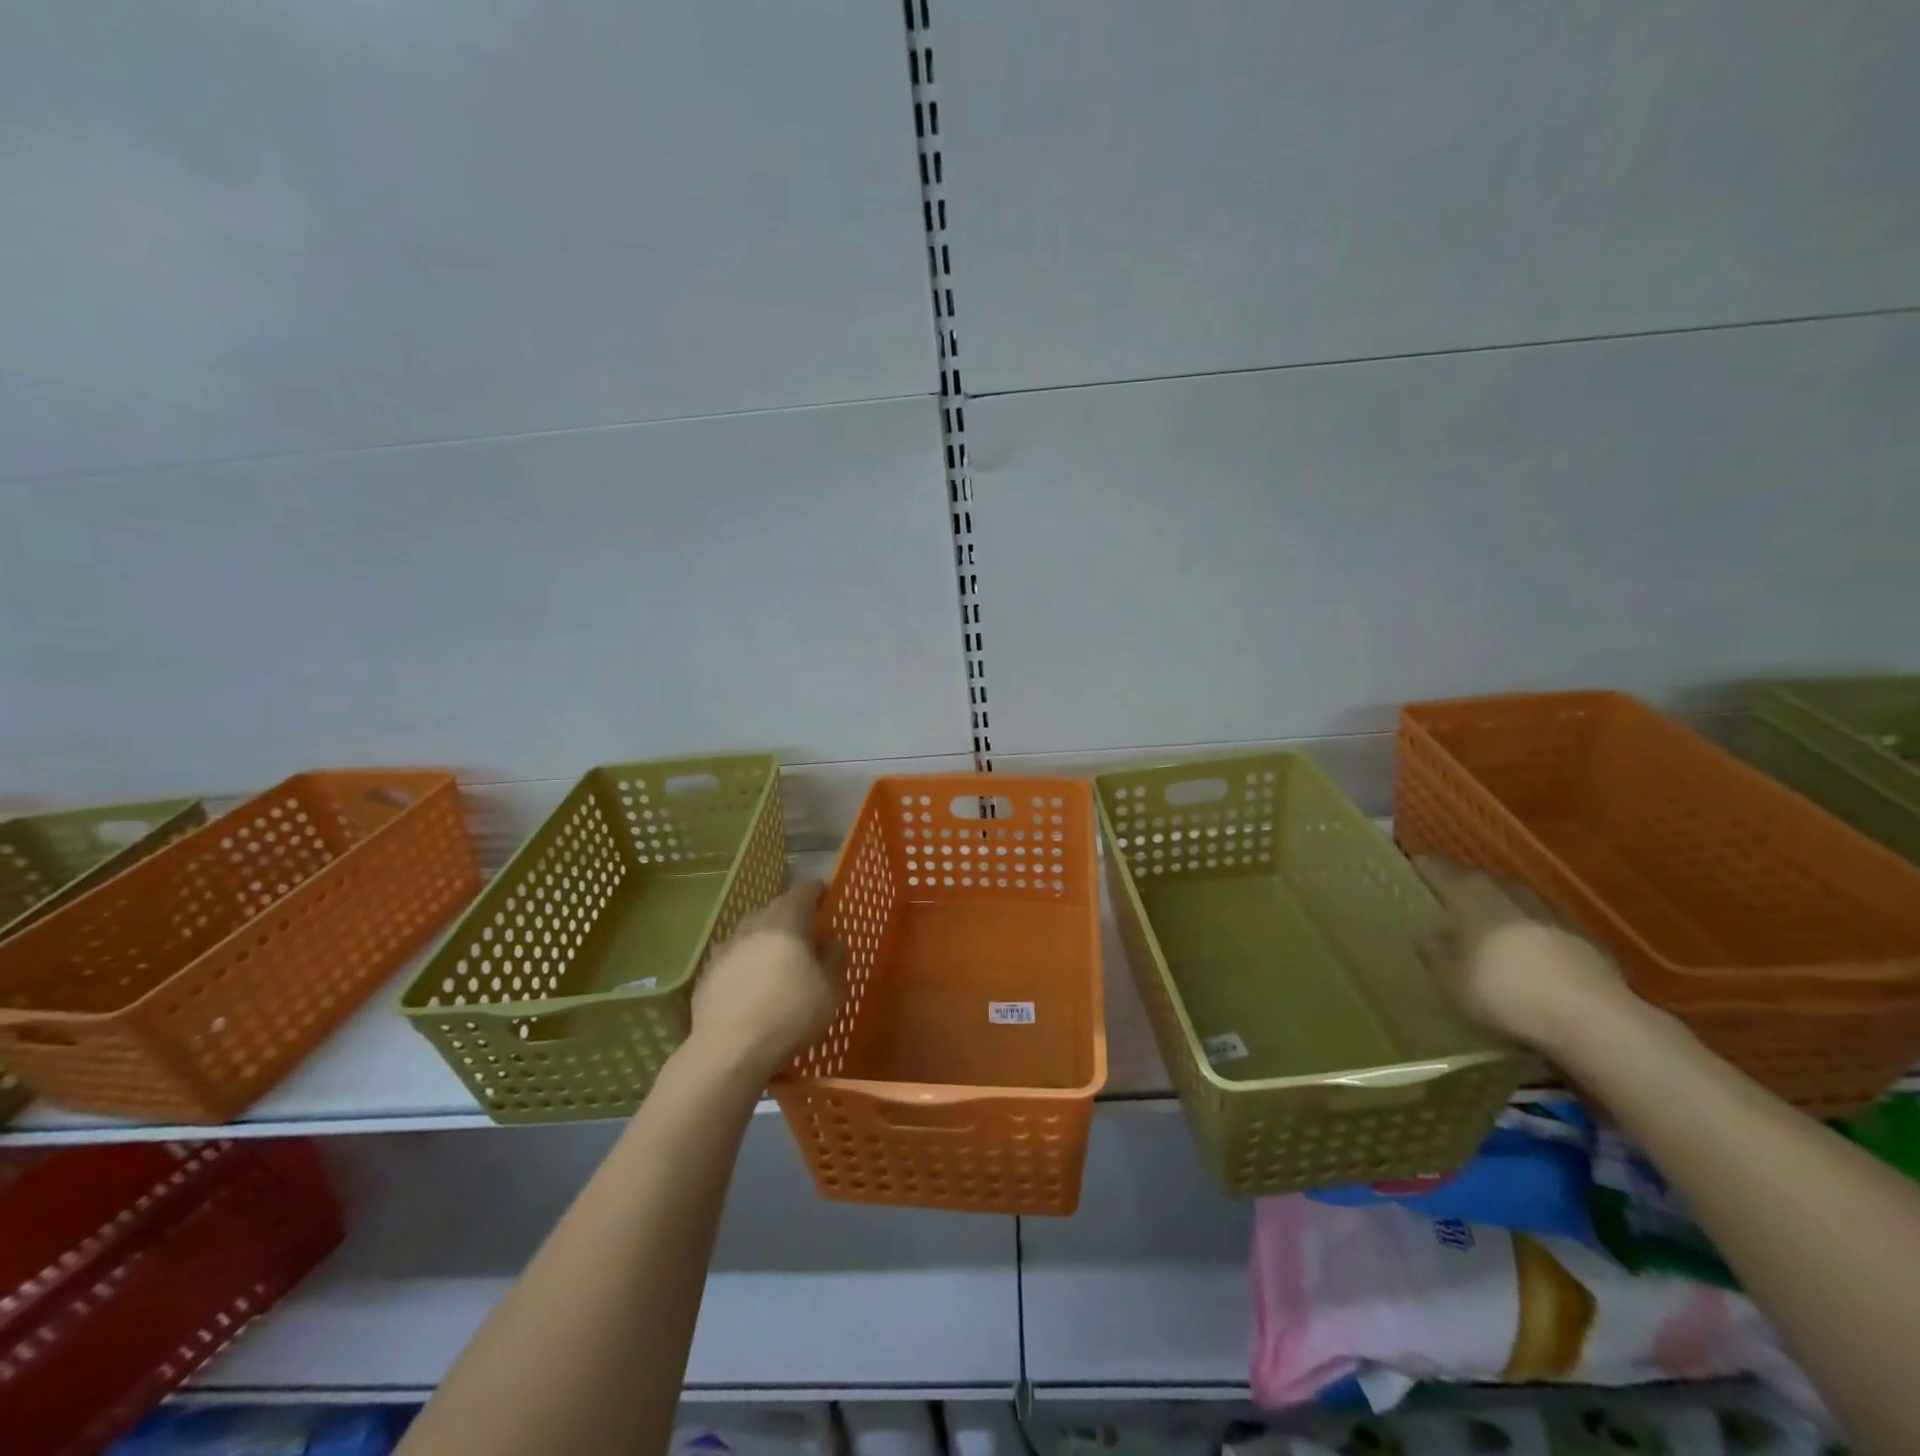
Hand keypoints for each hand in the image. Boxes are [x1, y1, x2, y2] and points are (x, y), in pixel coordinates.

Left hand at [688, 879, 840, 1082]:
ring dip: (764, 934)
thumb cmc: (790, 1015)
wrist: (730, 1050)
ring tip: (775, 953)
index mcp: (787, 922)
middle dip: (791, 912)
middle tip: (805, 928)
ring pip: (749, 930)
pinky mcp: (707, 973)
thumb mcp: (831, 990)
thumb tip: (830, 941)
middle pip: (775, 907)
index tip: (824, 893)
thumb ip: (834, 959)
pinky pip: (732, 955)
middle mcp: (754, 926)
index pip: (804, 892)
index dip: (816, 890)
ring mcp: (726, 948)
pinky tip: (748, 978)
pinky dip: (744, 959)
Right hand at [1413, 856, 1635, 1054]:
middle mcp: (1511, 895)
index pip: (1443, 871)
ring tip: (1486, 920)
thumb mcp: (1451, 979)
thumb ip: (1436, 953)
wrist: (1592, 1019)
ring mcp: (1552, 916)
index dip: (1427, 867)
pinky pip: (1543, 927)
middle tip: (1448, 891)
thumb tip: (1429, 934)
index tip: (1415, 861)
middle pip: (1484, 881)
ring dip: (1501, 906)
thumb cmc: (1505, 991)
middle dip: (1465, 883)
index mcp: (1474, 897)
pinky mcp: (1584, 942)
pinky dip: (1529, 932)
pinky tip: (1526, 951)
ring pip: (1517, 901)